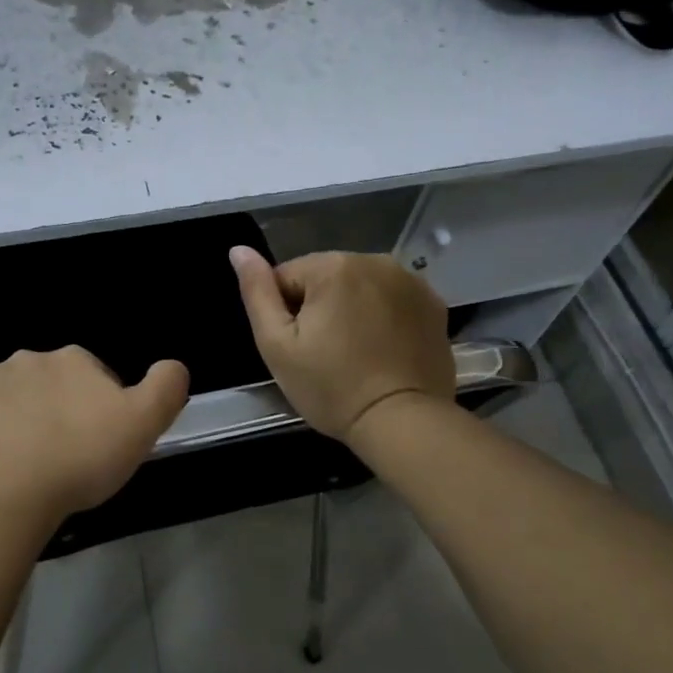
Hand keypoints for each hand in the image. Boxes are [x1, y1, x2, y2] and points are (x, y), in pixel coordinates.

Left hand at [0, 346, 189, 519]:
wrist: (7, 491)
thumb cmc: (81, 455)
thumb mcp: (143, 423)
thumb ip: (166, 387)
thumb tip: (174, 366)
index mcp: (73, 358)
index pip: (98, 375)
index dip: (105, 407)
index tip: (104, 441)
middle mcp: (30, 359)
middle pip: (57, 383)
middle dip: (64, 409)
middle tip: (72, 454)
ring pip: (19, 397)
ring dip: (28, 417)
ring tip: (37, 461)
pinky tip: (6, 463)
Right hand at [230, 247, 454, 442]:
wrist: (402, 422)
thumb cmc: (331, 387)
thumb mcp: (277, 345)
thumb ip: (257, 292)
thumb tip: (238, 250)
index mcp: (333, 266)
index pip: (287, 277)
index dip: (285, 314)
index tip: (299, 348)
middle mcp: (375, 260)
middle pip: (326, 278)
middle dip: (320, 307)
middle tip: (325, 354)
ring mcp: (410, 280)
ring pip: (360, 286)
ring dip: (352, 309)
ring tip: (356, 353)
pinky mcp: (433, 303)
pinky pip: (392, 298)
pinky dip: (383, 316)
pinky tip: (383, 350)